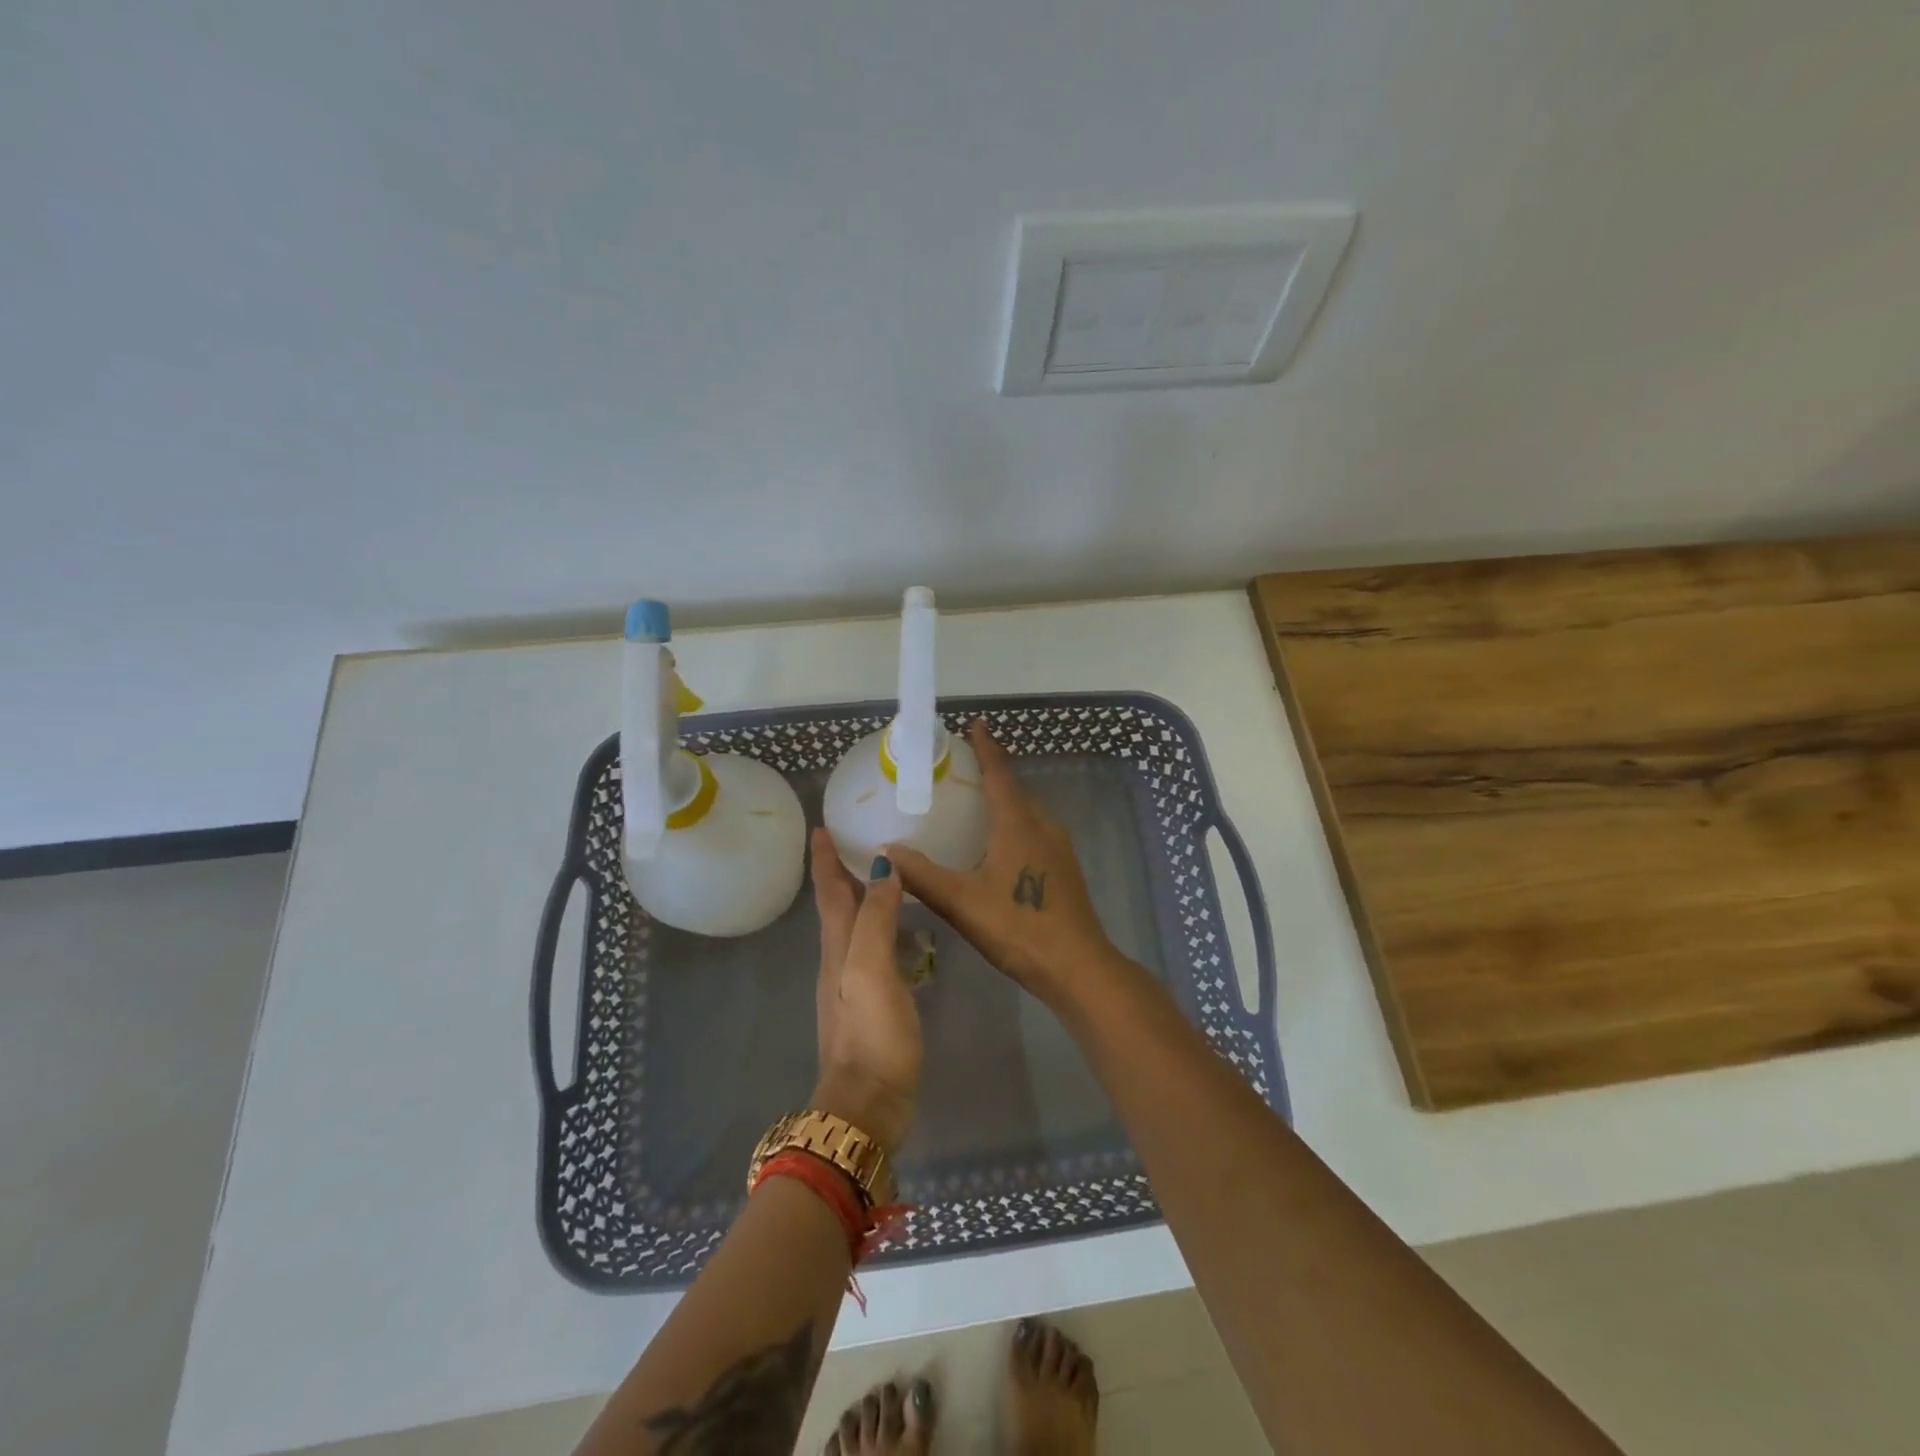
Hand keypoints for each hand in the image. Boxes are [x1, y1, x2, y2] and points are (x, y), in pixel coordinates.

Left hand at [809, 827, 919, 1152]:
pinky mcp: (873, 1005)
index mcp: (838, 946)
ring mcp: (854, 985)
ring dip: (864, 898)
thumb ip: (876, 918)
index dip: (824, 859)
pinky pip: (874, 951)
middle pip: (838, 906)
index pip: (828, 891)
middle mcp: (840, 960)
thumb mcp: (871, 968)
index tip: (820, 827)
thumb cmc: (871, 1033)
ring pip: (855, 928)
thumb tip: (881, 866)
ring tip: (887, 876)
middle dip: (842, 872)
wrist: (867, 1105)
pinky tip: (904, 932)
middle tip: (860, 840)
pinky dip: (883, 929)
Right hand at [886, 721, 1116, 1008]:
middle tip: (960, 766)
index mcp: (1019, 823)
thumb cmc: (1019, 927)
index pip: (1000, 773)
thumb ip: (923, 876)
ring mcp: (1058, 848)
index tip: (976, 723)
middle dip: (992, 771)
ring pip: (1027, 811)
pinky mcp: (1063, 869)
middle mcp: (1042, 826)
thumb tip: (886, 854)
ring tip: (975, 801)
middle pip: (1015, 788)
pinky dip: (1013, 822)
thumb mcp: (963, 902)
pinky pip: (1034, 830)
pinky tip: (997, 843)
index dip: (987, 747)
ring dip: (1004, 798)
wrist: (1078, 967)